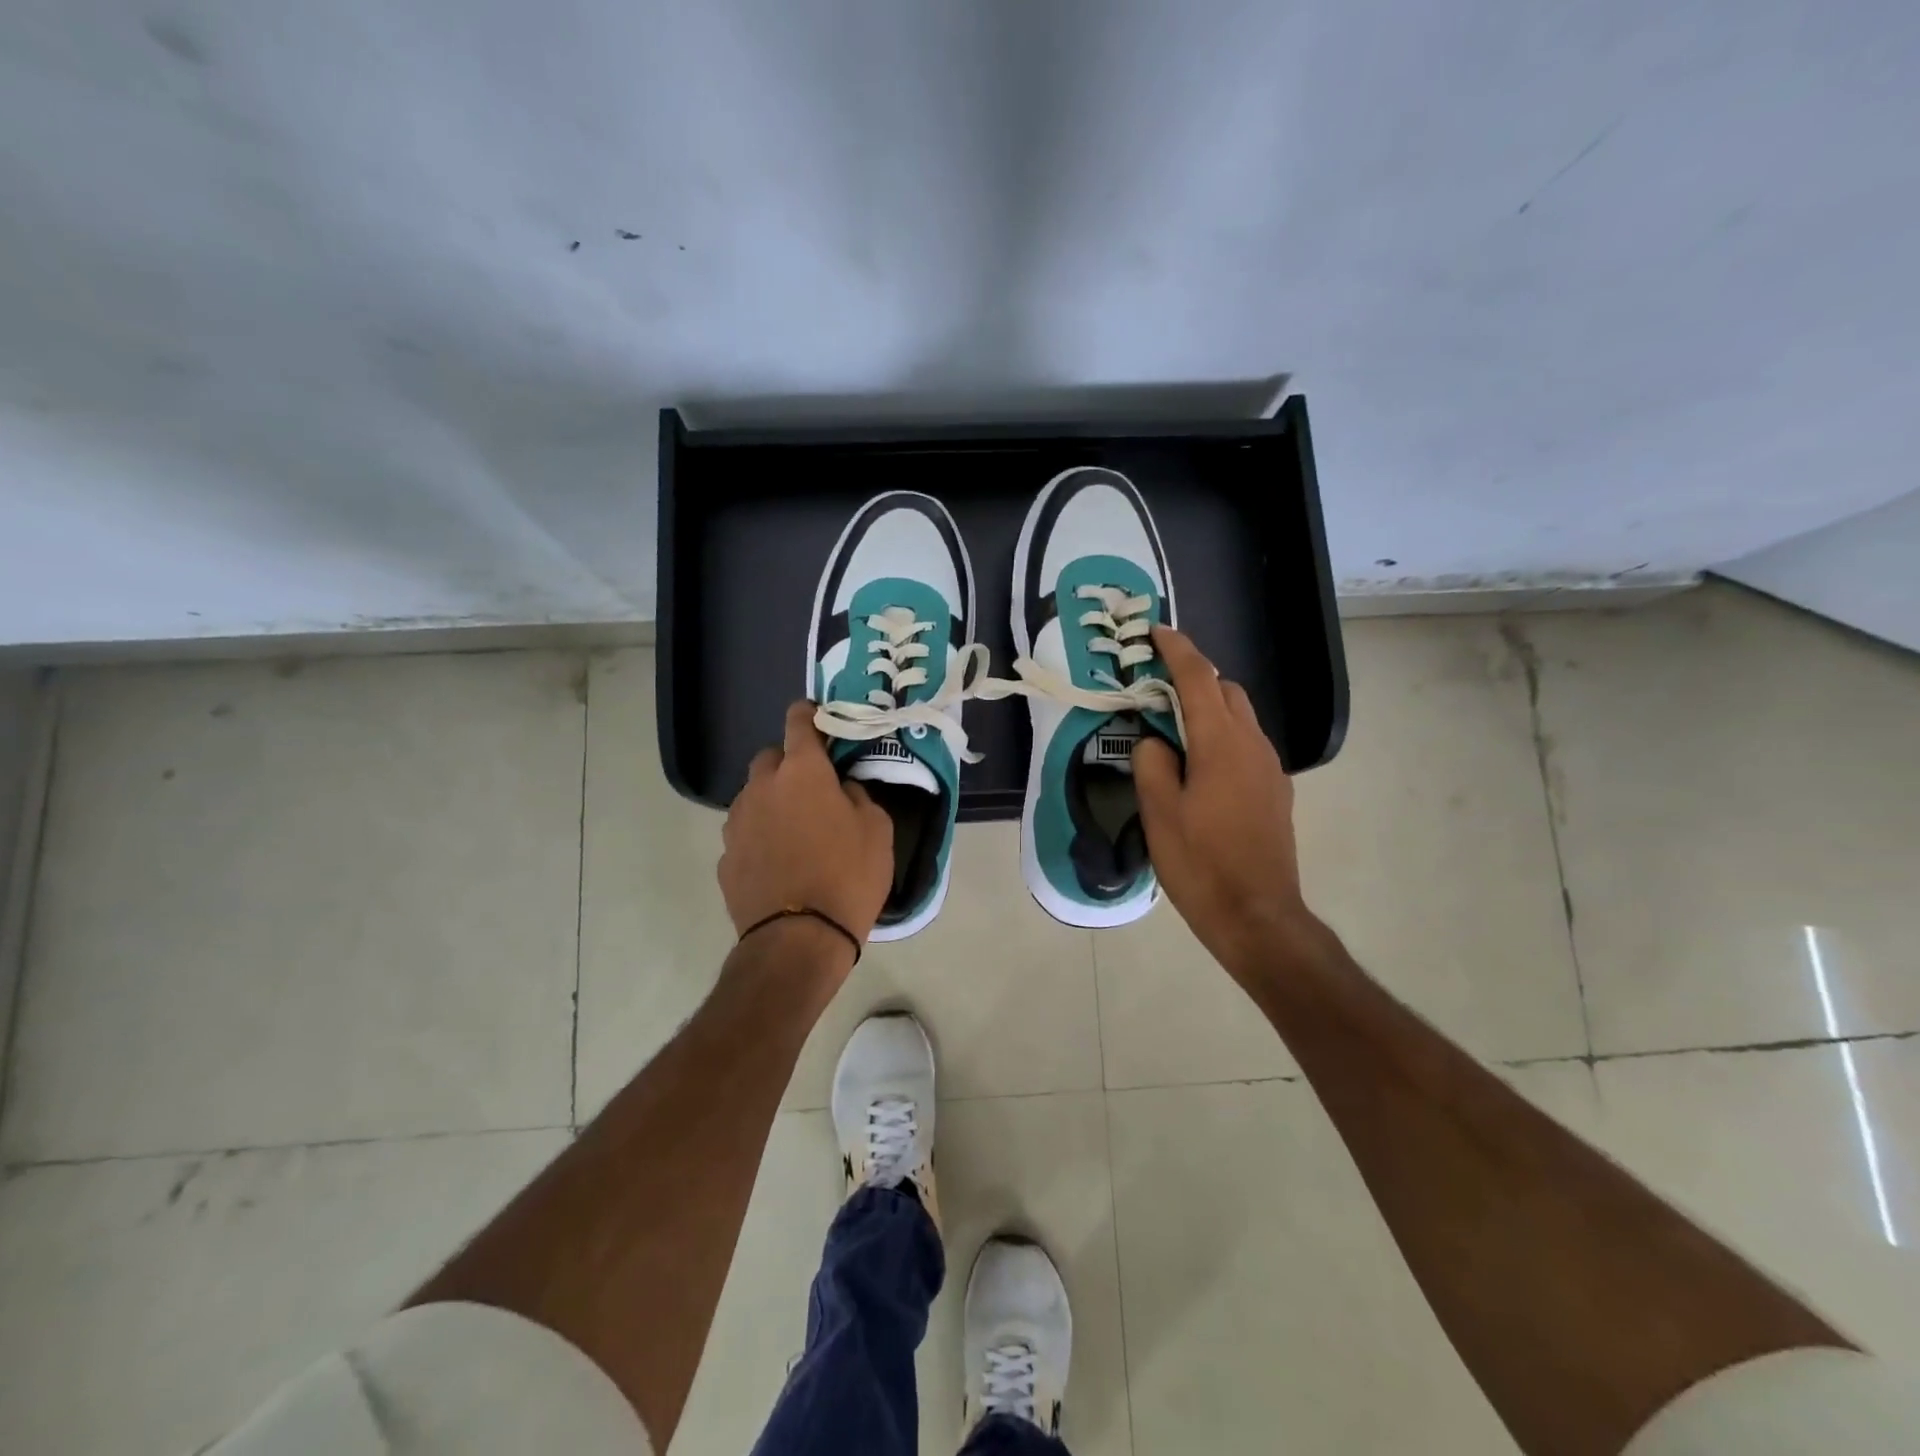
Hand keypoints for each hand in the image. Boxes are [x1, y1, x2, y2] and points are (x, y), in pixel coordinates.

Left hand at [719, 701, 894, 955]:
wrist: (798, 939)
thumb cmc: (848, 876)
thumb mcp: (877, 830)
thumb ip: (859, 796)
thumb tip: (843, 789)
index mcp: (802, 772)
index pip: (799, 723)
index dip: (808, 714)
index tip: (816, 716)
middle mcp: (762, 787)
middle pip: (770, 759)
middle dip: (789, 764)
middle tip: (813, 787)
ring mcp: (737, 823)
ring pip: (753, 796)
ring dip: (772, 801)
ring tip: (795, 830)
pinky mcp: (725, 857)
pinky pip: (745, 833)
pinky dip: (760, 836)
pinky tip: (778, 862)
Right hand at [1132, 627, 1317, 978]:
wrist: (1258, 916)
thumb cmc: (1201, 863)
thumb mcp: (1159, 812)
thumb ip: (1152, 763)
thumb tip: (1155, 740)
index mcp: (1221, 743)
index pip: (1198, 679)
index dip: (1177, 650)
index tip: (1156, 631)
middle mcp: (1253, 745)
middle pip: (1226, 691)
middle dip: (1194, 678)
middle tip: (1156, 689)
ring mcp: (1270, 769)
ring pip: (1240, 718)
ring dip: (1209, 708)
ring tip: (1173, 729)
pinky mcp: (1276, 792)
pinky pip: (1247, 746)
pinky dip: (1222, 736)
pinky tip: (1200, 768)